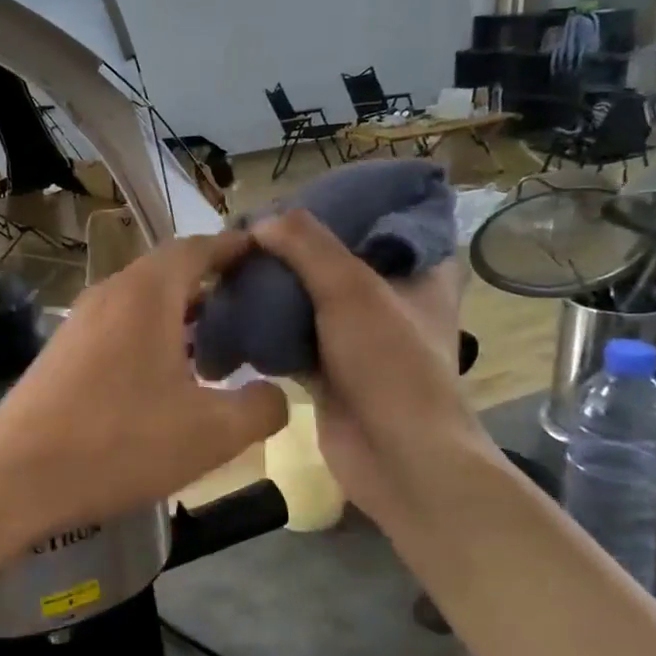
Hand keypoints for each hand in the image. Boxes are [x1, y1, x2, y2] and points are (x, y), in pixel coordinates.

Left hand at [0, 232, 288, 562]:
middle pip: (169, 272)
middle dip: (213, 284)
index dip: (235, 248)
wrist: (13, 479)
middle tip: (254, 310)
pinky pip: (119, 328)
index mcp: (146, 293)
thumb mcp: (211, 433)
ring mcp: (79, 322)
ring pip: (142, 303)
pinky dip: (152, 337)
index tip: (268, 257)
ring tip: (220, 347)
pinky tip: (168, 380)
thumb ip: (261, 407)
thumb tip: (275, 394)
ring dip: (182, 316)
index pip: (198, 247)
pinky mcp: (62, 353)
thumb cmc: (118, 444)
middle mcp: (110, 294)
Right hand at [249, 211, 492, 532]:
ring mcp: (362, 338)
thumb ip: (307, 246)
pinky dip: (269, 327)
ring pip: (312, 299)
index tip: (295, 196)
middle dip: (295, 249)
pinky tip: (234, 309)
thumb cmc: (390, 365)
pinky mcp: (332, 370)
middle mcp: (393, 300)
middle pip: (338, 260)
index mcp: (421, 271)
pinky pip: (294, 336)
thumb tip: (261, 220)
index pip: (381, 220)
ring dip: (277, 288)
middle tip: (252, 231)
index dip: (339, 205)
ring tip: (235, 263)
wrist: (398, 459)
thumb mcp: (351, 290)